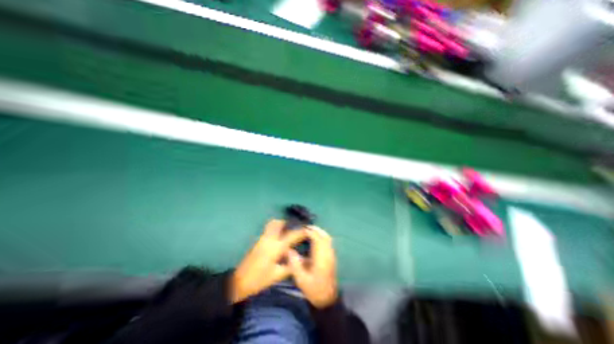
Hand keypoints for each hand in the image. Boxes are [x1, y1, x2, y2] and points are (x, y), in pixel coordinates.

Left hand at [230, 220, 306, 303]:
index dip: (301, 231)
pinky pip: (269, 228)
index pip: (292, 235)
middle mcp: (269, 238)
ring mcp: (262, 237)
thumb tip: (302, 259)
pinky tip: (280, 236)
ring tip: (289, 230)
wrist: (238, 282)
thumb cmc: (259, 280)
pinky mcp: (258, 240)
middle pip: (280, 223)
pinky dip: (276, 228)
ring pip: (273, 223)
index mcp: (276, 247)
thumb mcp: (277, 275)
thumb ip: (290, 265)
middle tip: (297, 228)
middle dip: (289, 223)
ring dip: (282, 224)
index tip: (309, 229)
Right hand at [290, 226, 336, 308]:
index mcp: (321, 258)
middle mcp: (328, 254)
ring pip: (328, 238)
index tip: (302, 229)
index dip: (310, 232)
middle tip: (305, 227)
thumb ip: (295, 264)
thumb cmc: (314, 289)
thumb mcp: (301, 280)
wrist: (327, 299)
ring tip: (309, 230)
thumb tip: (289, 250)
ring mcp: (331, 255)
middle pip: (324, 236)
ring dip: (319, 232)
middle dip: (315, 229)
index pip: (317, 239)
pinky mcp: (332, 256)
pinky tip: (315, 238)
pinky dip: (322, 236)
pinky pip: (328, 241)